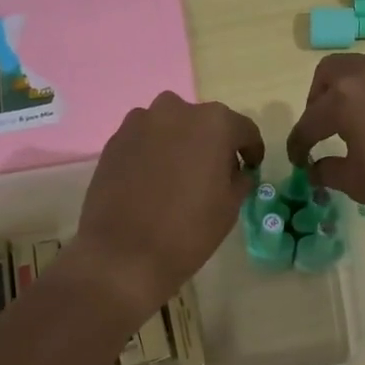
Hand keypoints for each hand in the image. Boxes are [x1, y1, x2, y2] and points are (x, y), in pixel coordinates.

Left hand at [70, 92, 263, 315]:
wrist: (123, 254)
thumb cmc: (188, 231)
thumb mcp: (230, 207)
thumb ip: (239, 178)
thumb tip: (235, 171)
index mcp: (214, 123)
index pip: (243, 129)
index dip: (250, 150)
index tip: (250, 167)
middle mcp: (176, 110)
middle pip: (204, 123)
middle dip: (213, 144)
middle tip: (214, 173)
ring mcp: (140, 122)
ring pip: (171, 128)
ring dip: (180, 145)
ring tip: (179, 176)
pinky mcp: (114, 140)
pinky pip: (145, 140)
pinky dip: (154, 153)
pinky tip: (153, 182)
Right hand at [286, 53, 364, 234]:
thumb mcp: (360, 185)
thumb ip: (329, 170)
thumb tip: (316, 167)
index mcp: (345, 99)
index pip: (309, 120)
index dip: (299, 143)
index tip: (299, 159)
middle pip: (331, 72)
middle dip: (319, 98)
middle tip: (325, 126)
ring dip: (358, 91)